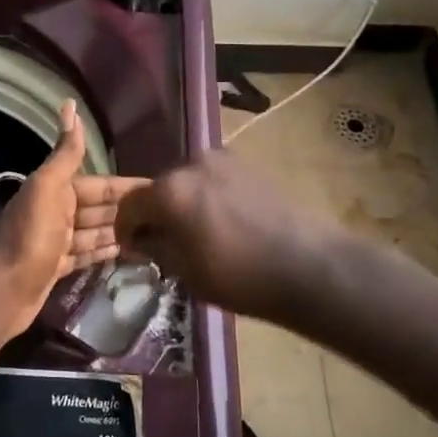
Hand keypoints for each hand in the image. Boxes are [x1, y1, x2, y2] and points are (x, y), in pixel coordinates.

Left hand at [0, 101, 145, 333]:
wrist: (6, 289)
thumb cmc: (31, 236)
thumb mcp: (48, 188)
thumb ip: (65, 153)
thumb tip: (69, 104)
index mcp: (55, 189)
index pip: (99, 184)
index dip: (127, 187)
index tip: (160, 190)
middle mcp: (57, 211)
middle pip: (100, 207)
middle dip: (129, 210)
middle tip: (168, 218)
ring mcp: (58, 240)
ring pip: (96, 231)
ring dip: (122, 231)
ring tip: (158, 236)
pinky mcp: (59, 265)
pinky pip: (89, 253)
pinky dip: (107, 251)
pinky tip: (132, 253)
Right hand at [114, 151, 354, 322]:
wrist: (311, 266)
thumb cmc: (240, 276)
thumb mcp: (186, 272)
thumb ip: (156, 248)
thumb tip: (144, 239)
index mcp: (169, 189)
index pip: (130, 204)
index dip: (126, 228)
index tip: (132, 249)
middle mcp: (192, 163)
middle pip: (160, 188)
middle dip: (157, 214)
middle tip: (165, 243)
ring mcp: (224, 160)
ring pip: (189, 182)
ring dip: (184, 204)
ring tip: (197, 234)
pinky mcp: (250, 165)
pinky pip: (215, 180)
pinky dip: (210, 198)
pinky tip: (224, 224)